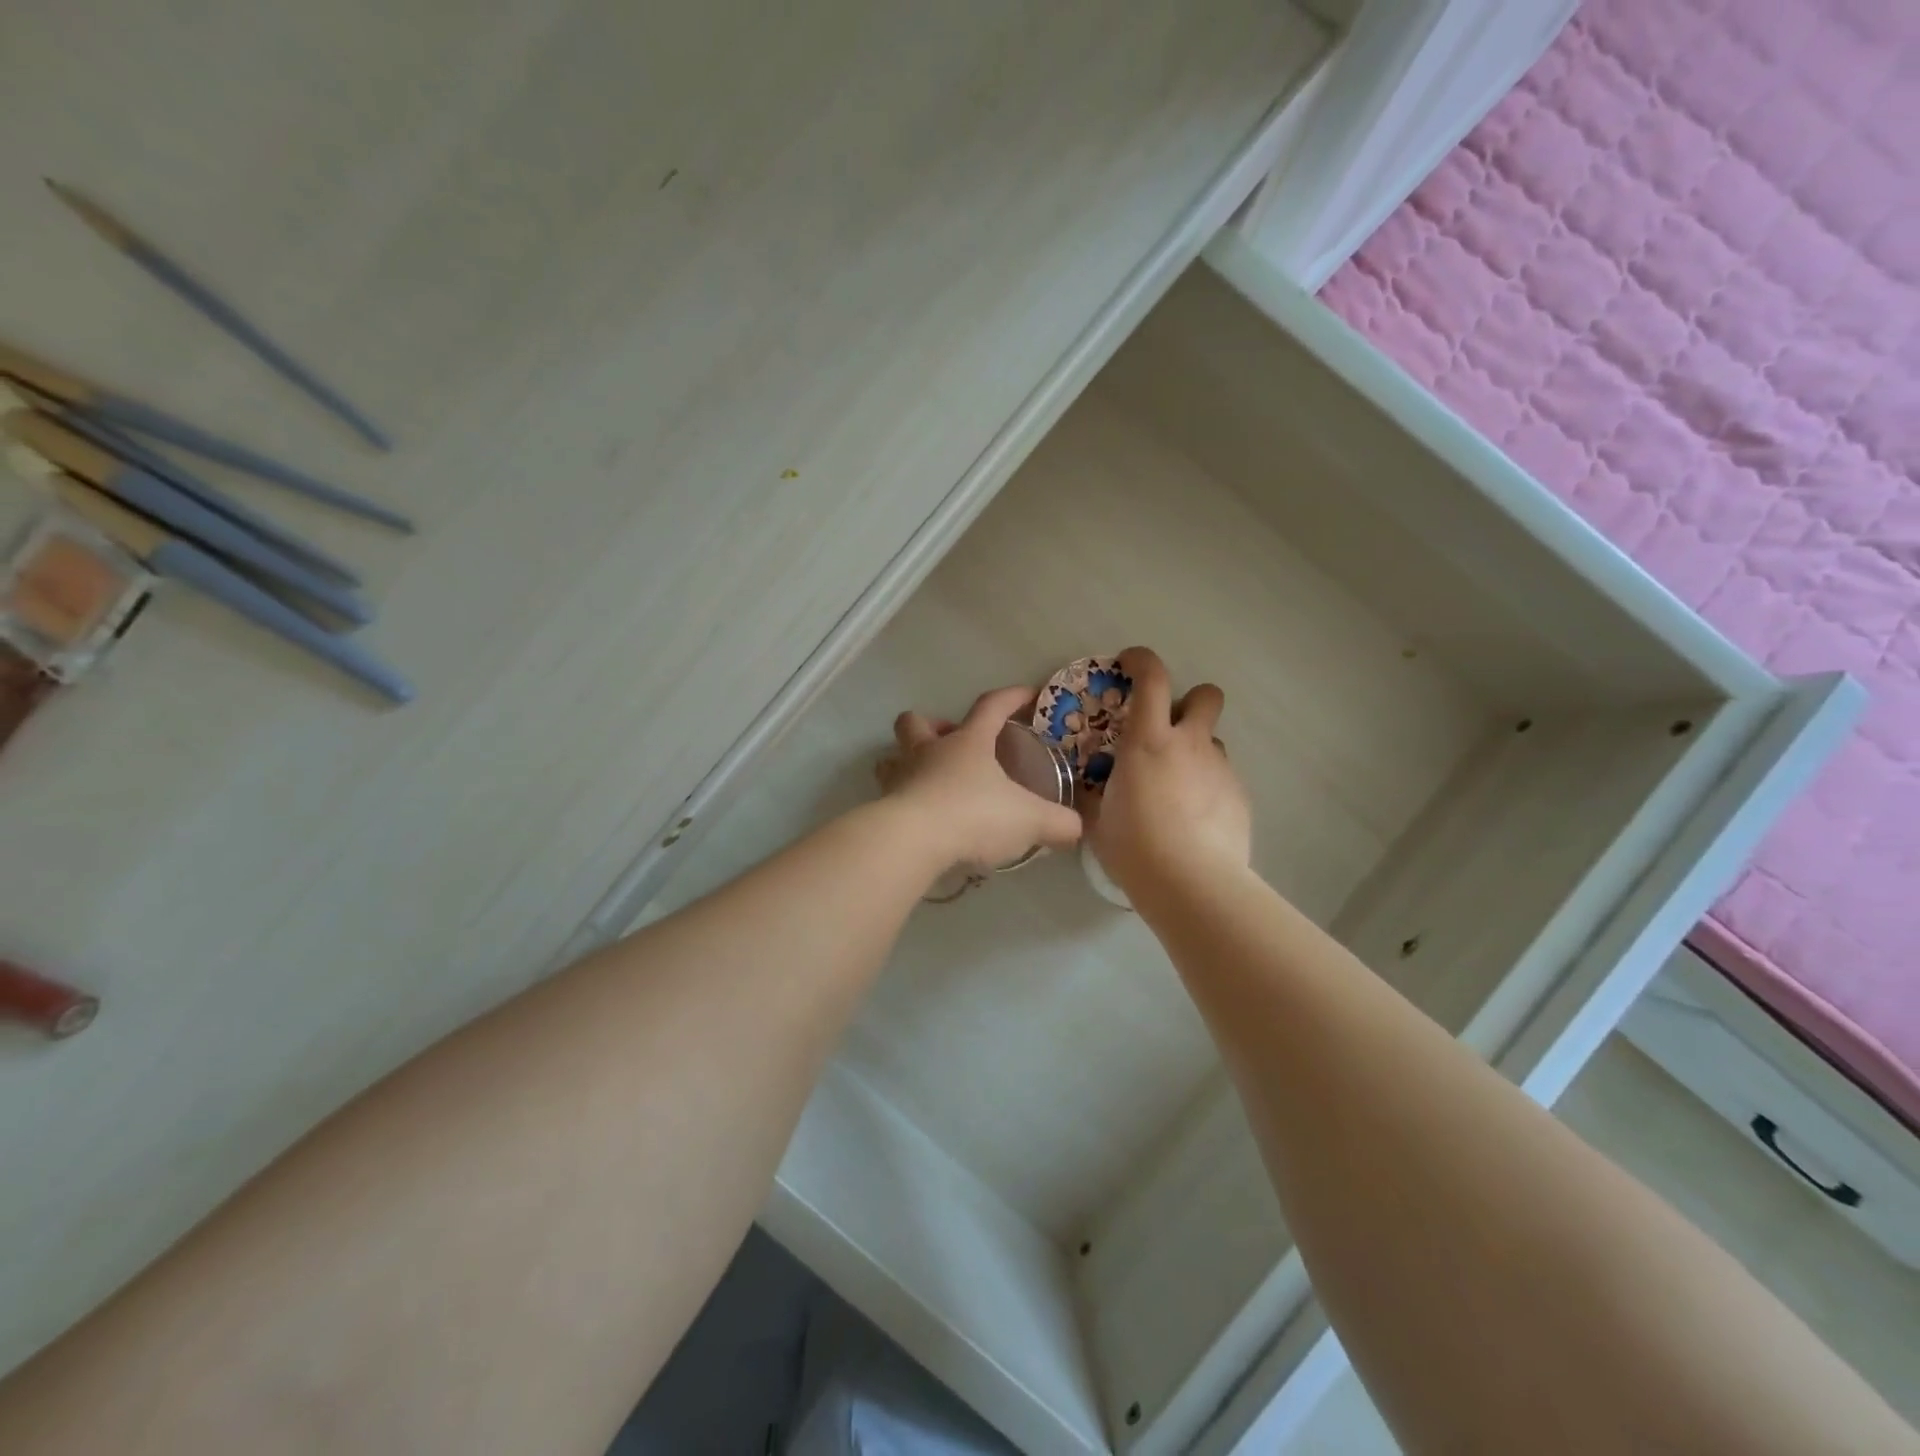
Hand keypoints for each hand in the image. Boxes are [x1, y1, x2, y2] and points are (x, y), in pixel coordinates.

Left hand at [876, 686, 1083, 874]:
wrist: (913, 842)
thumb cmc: (974, 815)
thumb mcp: (1029, 820)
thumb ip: (1058, 823)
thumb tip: (1076, 828)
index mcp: (967, 743)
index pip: (991, 706)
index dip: (1011, 697)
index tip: (1028, 694)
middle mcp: (929, 752)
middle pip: (917, 722)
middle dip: (932, 725)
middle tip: (951, 743)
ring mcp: (901, 778)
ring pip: (892, 757)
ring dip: (907, 761)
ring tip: (929, 780)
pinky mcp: (884, 808)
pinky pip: (889, 796)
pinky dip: (903, 801)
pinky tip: (921, 819)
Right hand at [1087, 646, 1250, 896]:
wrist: (1192, 884)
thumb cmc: (1134, 846)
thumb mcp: (1099, 818)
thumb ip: (1095, 795)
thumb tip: (1087, 791)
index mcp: (1149, 741)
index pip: (1152, 677)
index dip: (1142, 660)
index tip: (1130, 663)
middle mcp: (1190, 744)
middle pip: (1206, 695)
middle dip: (1190, 701)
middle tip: (1169, 729)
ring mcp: (1220, 769)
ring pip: (1212, 741)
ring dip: (1195, 752)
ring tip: (1177, 788)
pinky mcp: (1240, 797)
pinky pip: (1222, 777)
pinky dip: (1207, 787)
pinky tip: (1194, 819)